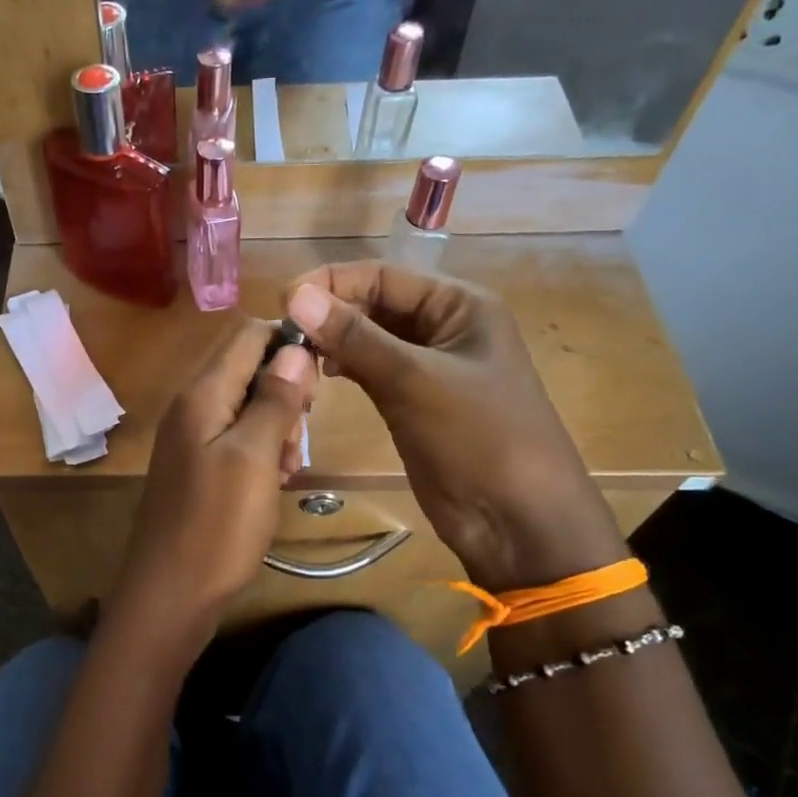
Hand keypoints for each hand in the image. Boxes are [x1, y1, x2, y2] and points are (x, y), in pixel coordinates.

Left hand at [117, 319, 317, 619]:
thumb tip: (295, 348)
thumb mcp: (254, 458)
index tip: (319, 380)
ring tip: (289, 467)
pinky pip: (237, 439)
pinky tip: (275, 481)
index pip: (248, 334)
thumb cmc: (217, 526)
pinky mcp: (198, 466)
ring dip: (278, 427)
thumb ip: (274, 399)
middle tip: (302, 434)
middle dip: (286, 392)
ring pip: (247, 406)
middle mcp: (191, 406)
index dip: (288, 343)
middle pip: (248, 368)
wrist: (171, 594)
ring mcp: (192, 437)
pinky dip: (262, 451)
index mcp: (201, 394)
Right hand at [286, 263, 626, 591]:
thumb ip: (354, 337)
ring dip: (332, 342)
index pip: (383, 276)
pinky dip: (344, 368)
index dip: (331, 283)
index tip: (281, 301)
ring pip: (369, 339)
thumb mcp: (414, 381)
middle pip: (374, 305)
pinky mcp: (413, 402)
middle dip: (329, 313)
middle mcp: (443, 328)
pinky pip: (371, 372)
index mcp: (459, 305)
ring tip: (293, 354)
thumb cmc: (478, 438)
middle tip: (281, 333)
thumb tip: (294, 295)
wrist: (517, 520)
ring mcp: (427, 367)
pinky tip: (317, 376)